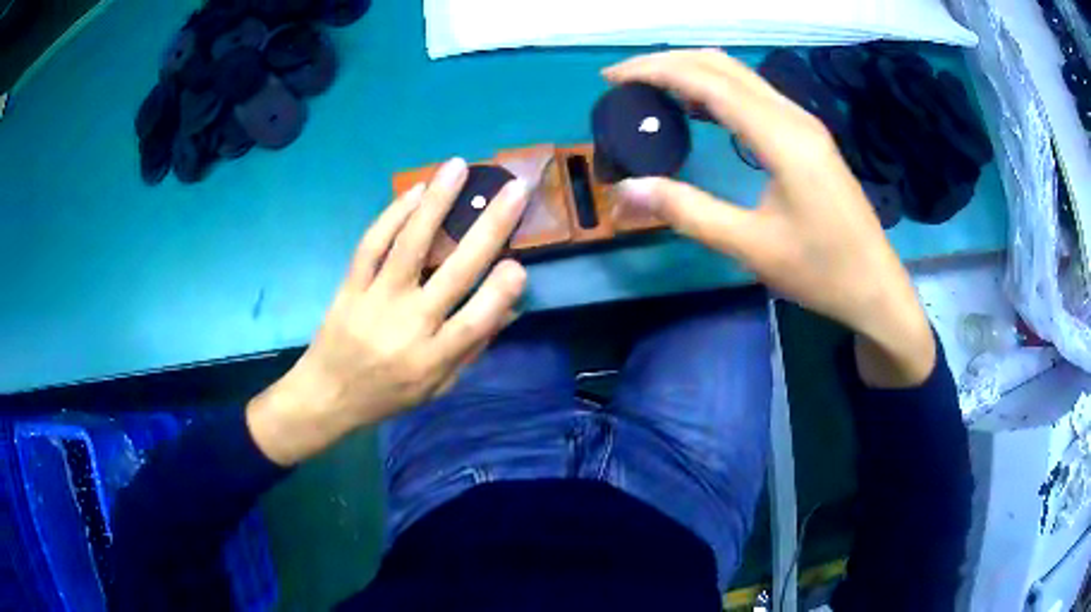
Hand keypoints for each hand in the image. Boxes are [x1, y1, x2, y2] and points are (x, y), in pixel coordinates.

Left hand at [247, 158, 529, 465]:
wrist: (327, 395)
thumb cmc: (387, 395)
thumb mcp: (437, 388)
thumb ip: (472, 350)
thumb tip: (509, 309)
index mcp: (432, 358)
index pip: (476, 322)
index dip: (500, 293)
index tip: (520, 264)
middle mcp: (408, 325)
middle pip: (454, 272)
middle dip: (489, 228)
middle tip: (514, 190)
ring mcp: (376, 300)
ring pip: (409, 245)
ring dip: (436, 203)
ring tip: (457, 167)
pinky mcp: (351, 286)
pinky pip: (371, 245)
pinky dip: (392, 215)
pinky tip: (415, 191)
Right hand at [605, 50, 934, 386]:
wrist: (876, 286)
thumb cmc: (821, 271)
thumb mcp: (751, 247)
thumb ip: (688, 212)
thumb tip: (627, 190)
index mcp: (781, 137)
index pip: (707, 81)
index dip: (655, 71)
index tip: (610, 78)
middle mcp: (793, 116)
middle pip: (722, 65)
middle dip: (669, 62)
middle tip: (624, 80)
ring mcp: (804, 123)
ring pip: (740, 76)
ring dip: (693, 73)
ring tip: (651, 90)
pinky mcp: (808, 137)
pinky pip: (754, 96)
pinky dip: (717, 91)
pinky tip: (697, 109)